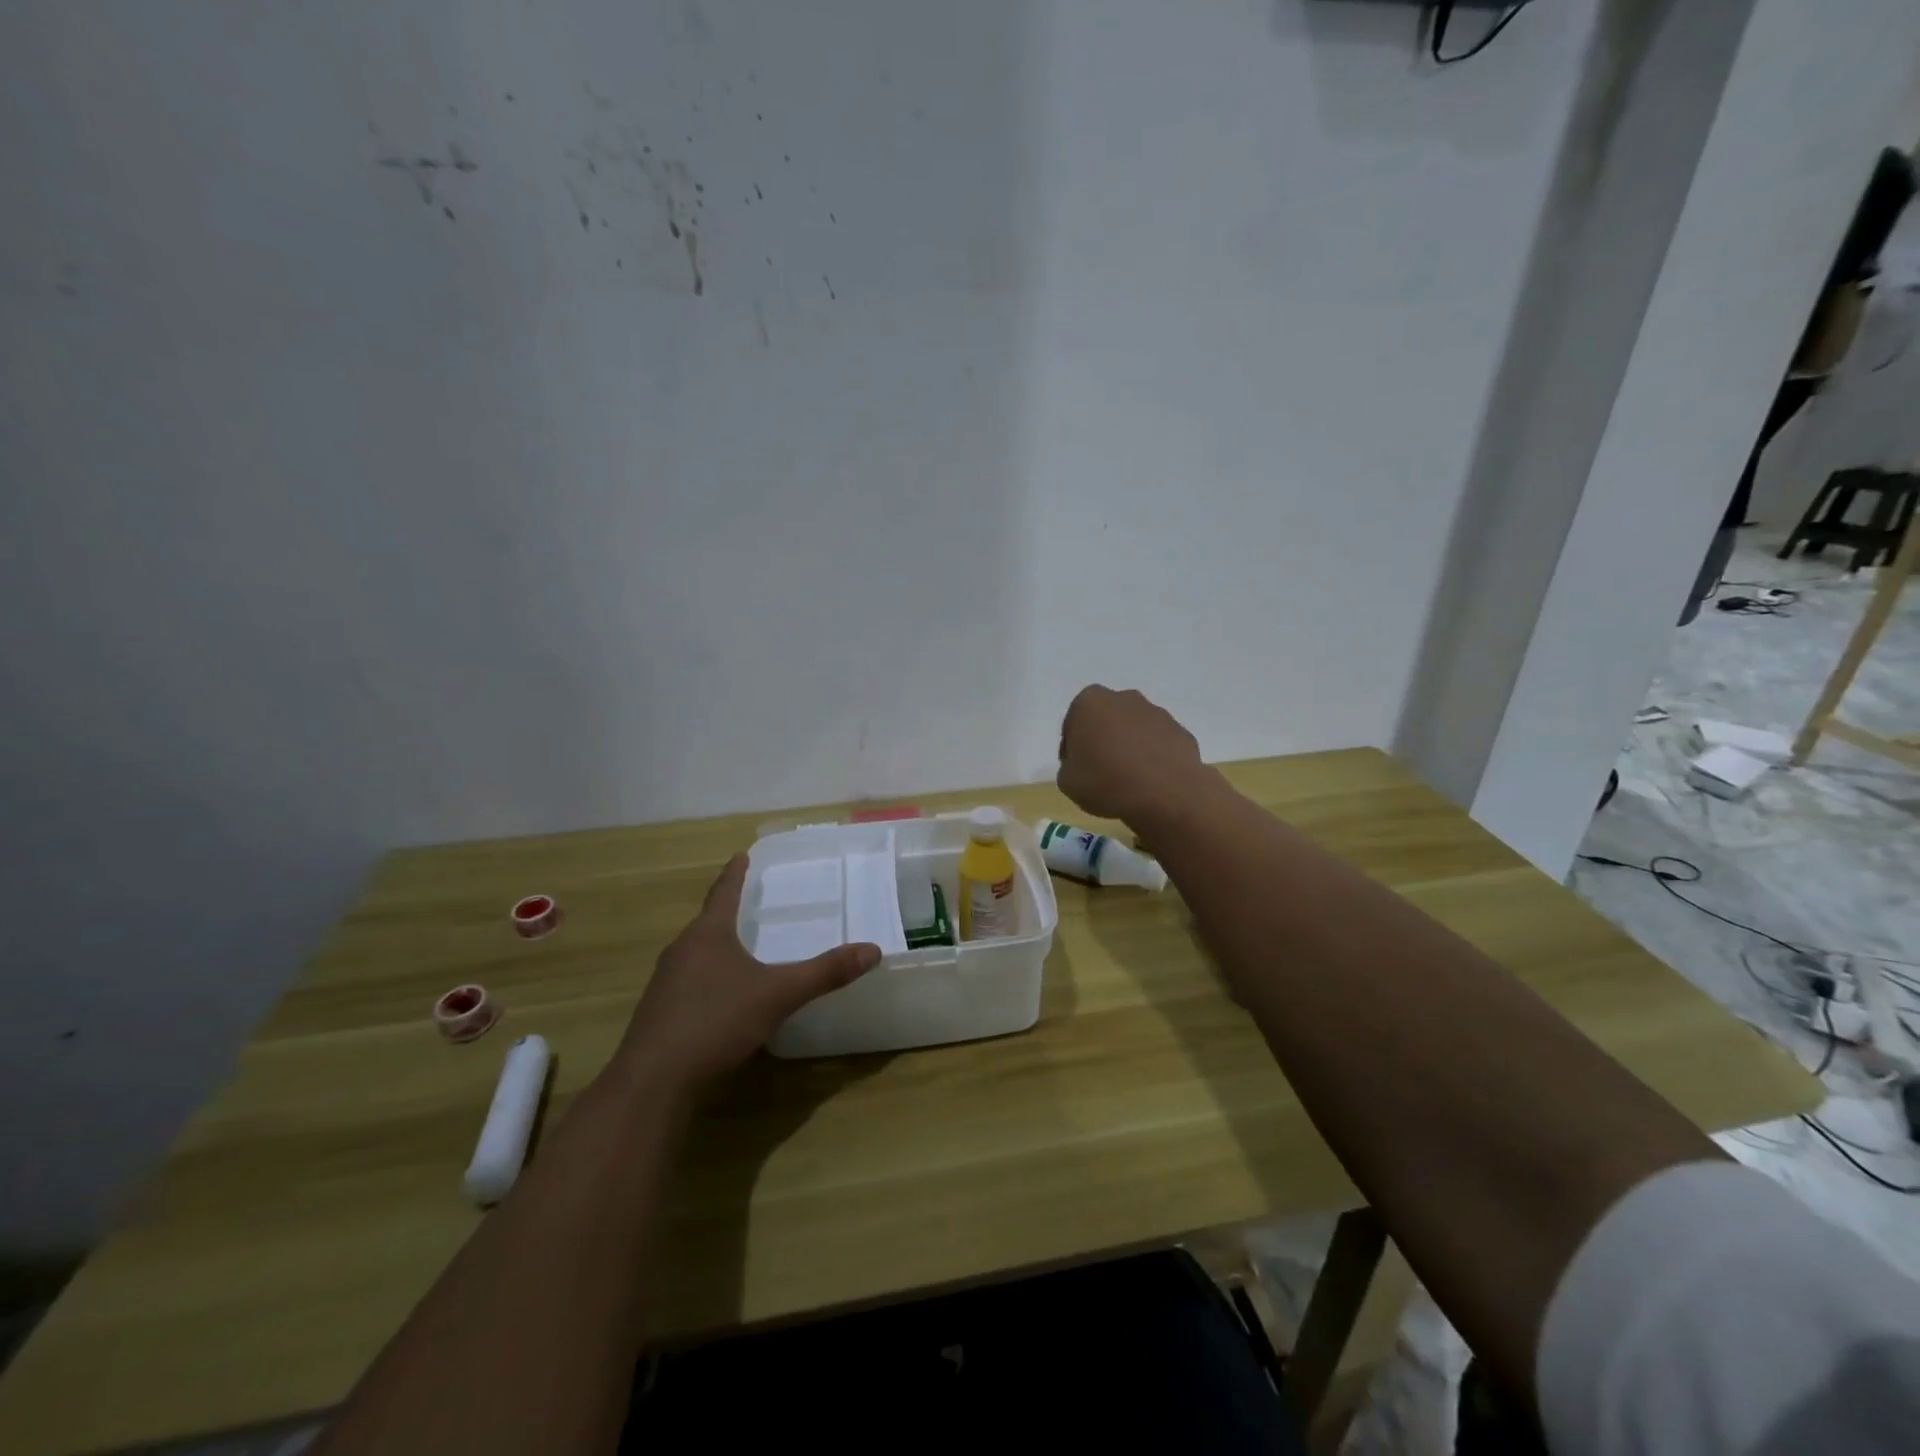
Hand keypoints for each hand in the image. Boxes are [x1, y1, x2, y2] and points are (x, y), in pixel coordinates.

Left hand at [615, 855, 880, 1092]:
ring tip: (737, 947)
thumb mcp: (778, 995)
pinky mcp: (658, 1013)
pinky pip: (688, 982)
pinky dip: (706, 978)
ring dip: (715, 946)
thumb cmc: (716, 1021)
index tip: (741, 854)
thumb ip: (824, 972)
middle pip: (707, 922)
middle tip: (748, 902)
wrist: (654, 1081)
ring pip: (695, 953)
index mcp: (708, 934)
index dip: (735, 873)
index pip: (723, 892)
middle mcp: (682, 950)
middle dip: (726, 912)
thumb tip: (873, 950)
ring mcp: (665, 983)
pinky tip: (720, 997)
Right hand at [1057, 685, 1206, 824]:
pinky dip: (1153, 758)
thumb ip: (1069, 766)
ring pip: (1134, 730)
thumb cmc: (1106, 781)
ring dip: (1129, 748)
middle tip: (1101, 772)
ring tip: (1128, 781)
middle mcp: (1124, 698)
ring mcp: (1157, 713)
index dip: (1072, 749)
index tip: (1076, 770)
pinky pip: (1159, 745)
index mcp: (1090, 702)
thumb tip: (1084, 765)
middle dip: (1103, 741)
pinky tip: (1151, 783)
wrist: (1166, 793)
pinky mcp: (1181, 731)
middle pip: (1106, 721)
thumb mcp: (1067, 781)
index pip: (1073, 724)